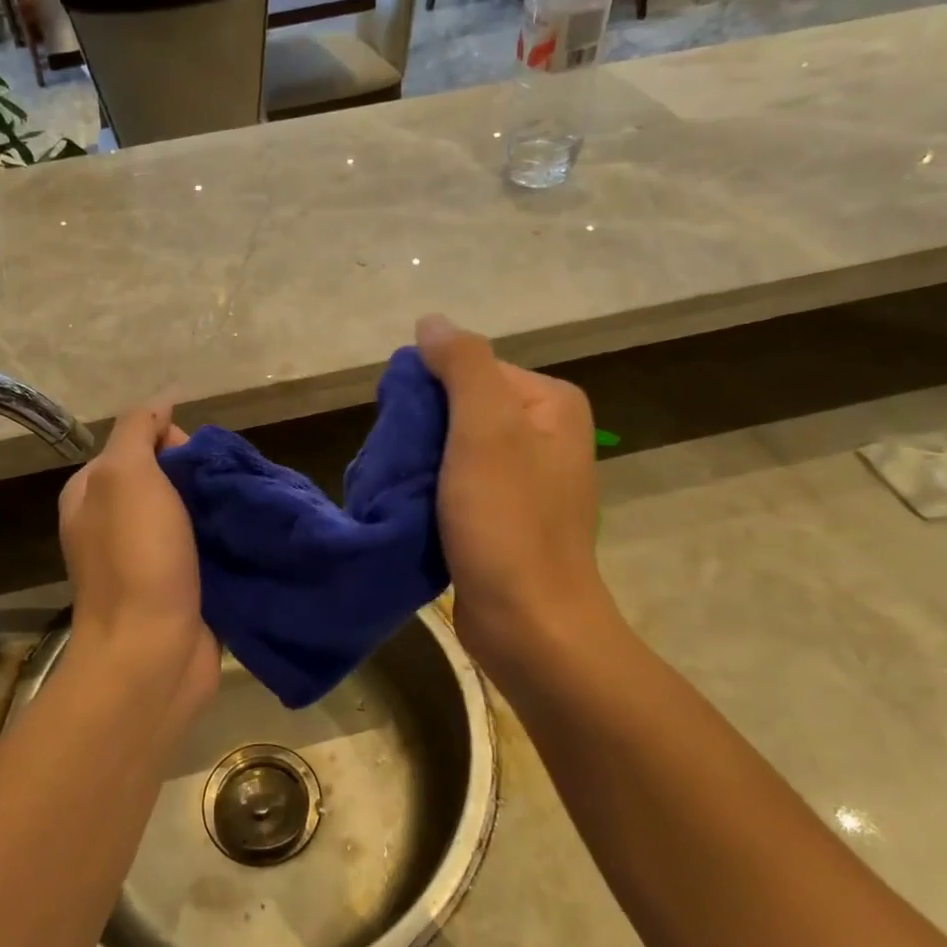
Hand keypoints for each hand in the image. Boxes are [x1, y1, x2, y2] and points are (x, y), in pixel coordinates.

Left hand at [58, 400, 219, 714]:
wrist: (153, 654)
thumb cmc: (137, 558)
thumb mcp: (126, 475)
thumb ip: (138, 430)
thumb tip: (162, 403)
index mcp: (94, 492)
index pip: (139, 442)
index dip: (173, 440)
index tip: (197, 463)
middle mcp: (115, 522)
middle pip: (170, 477)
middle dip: (203, 477)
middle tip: (228, 492)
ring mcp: (148, 558)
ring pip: (193, 514)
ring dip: (221, 510)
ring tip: (248, 512)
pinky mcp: (180, 587)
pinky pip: (208, 549)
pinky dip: (229, 541)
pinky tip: (251, 540)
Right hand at [416, 314, 614, 696]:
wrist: (529, 624)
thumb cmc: (508, 521)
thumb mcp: (485, 429)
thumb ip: (462, 365)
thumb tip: (431, 321)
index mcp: (551, 404)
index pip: (472, 368)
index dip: (429, 391)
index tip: (402, 428)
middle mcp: (545, 435)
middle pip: (463, 407)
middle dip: (423, 430)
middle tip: (395, 460)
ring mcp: (527, 480)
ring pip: (456, 449)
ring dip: (421, 462)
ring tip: (396, 484)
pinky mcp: (505, 519)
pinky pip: (459, 485)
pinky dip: (431, 491)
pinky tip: (411, 508)